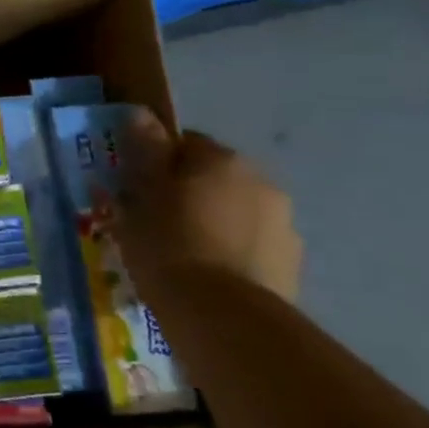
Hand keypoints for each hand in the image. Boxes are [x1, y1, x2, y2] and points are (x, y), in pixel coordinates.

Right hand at [117, 118, 302, 303]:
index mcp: (220, 159)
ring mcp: (282, 224)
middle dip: (189, 194)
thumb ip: (146, 151)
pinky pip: (251, 245)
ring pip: (235, 212)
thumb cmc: (168, 244)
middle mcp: (260, 181)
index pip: (183, 144)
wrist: (222, 315)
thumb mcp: (141, 195)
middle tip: (155, 223)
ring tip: (183, 255)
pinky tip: (208, 277)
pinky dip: (232, 252)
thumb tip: (141, 112)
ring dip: (213, 222)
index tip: (136, 191)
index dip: (156, 165)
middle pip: (213, 177)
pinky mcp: (291, 264)